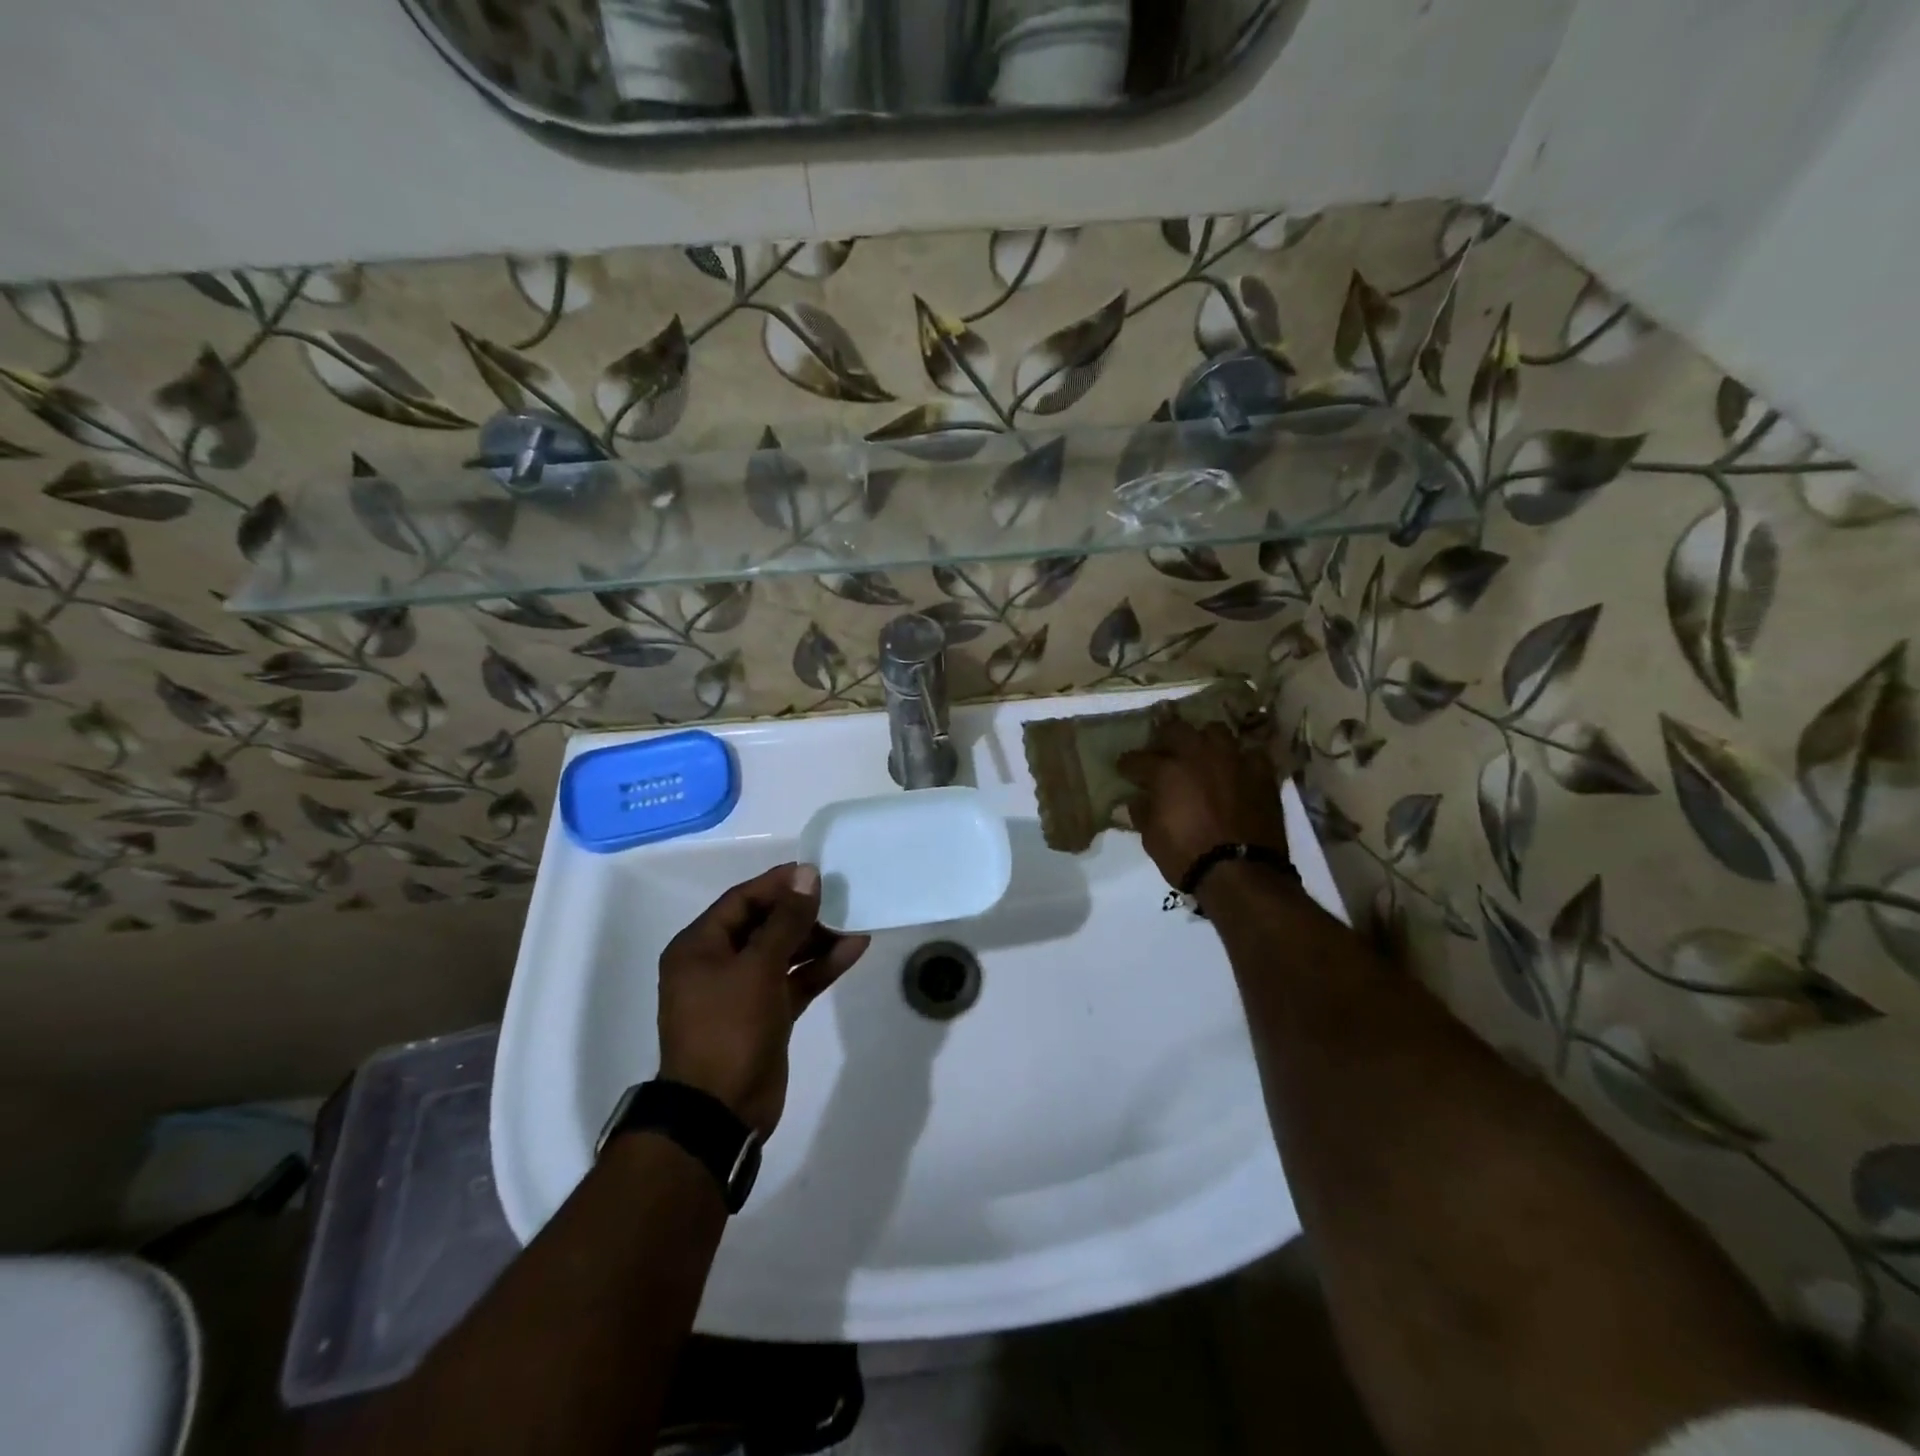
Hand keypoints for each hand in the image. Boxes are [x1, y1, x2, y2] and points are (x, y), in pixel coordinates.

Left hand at [656, 863, 868, 1135]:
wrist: (720, 1112)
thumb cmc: (729, 1028)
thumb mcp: (758, 967)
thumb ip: (786, 920)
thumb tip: (807, 875)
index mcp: (699, 947)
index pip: (742, 900)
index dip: (779, 884)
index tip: (817, 872)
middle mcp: (717, 964)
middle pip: (764, 924)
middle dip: (802, 911)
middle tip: (841, 896)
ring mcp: (743, 991)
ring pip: (783, 952)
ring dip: (816, 938)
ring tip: (854, 919)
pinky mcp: (766, 1015)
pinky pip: (795, 980)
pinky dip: (821, 966)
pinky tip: (854, 948)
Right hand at [1117, 712, 1288, 889]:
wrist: (1241, 871)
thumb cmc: (1187, 856)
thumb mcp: (1152, 838)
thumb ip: (1142, 812)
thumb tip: (1134, 800)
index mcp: (1166, 771)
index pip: (1137, 758)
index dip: (1127, 764)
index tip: (1124, 768)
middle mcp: (1198, 755)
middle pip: (1176, 729)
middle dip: (1165, 737)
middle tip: (1162, 751)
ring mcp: (1232, 760)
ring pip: (1216, 731)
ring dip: (1205, 740)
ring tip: (1202, 752)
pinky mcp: (1260, 772)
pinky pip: (1250, 753)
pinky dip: (1240, 759)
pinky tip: (1236, 770)